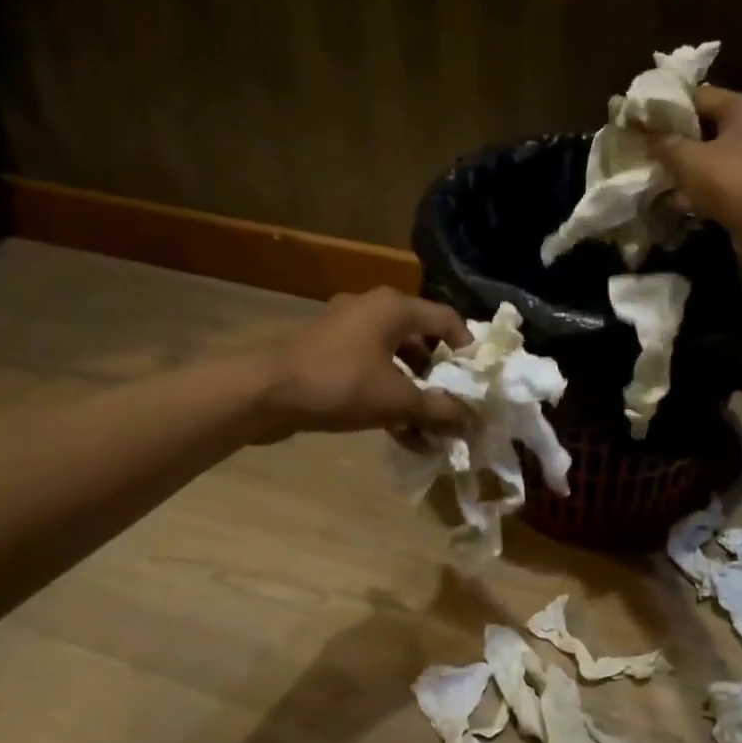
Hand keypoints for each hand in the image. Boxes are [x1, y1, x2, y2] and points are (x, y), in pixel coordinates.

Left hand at [253, 287, 472, 440]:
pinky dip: (387, 397)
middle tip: (457, 404)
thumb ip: (440, 410)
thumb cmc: (339, 384)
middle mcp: (371, 311)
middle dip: (441, 377)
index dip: (468, 349)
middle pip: (421, 340)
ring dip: (415, 393)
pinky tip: (401, 434)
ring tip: (431, 428)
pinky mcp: (326, 355)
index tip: (479, 380)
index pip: (447, 319)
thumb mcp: (397, 401)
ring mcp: (345, 332)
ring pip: (394, 360)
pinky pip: (369, 372)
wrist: (263, 393)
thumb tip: (474, 420)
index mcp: (394, 308)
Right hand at [652, 85, 741, 231]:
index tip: (644, 124)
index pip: (699, 96)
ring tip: (663, 180)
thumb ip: (664, 143)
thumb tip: (647, 135)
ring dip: (692, 169)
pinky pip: (727, 181)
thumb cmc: (730, 181)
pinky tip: (683, 203)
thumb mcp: (687, 159)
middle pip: (710, 127)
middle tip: (652, 153)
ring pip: (718, 156)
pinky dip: (707, 189)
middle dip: (680, 142)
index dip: (668, 109)